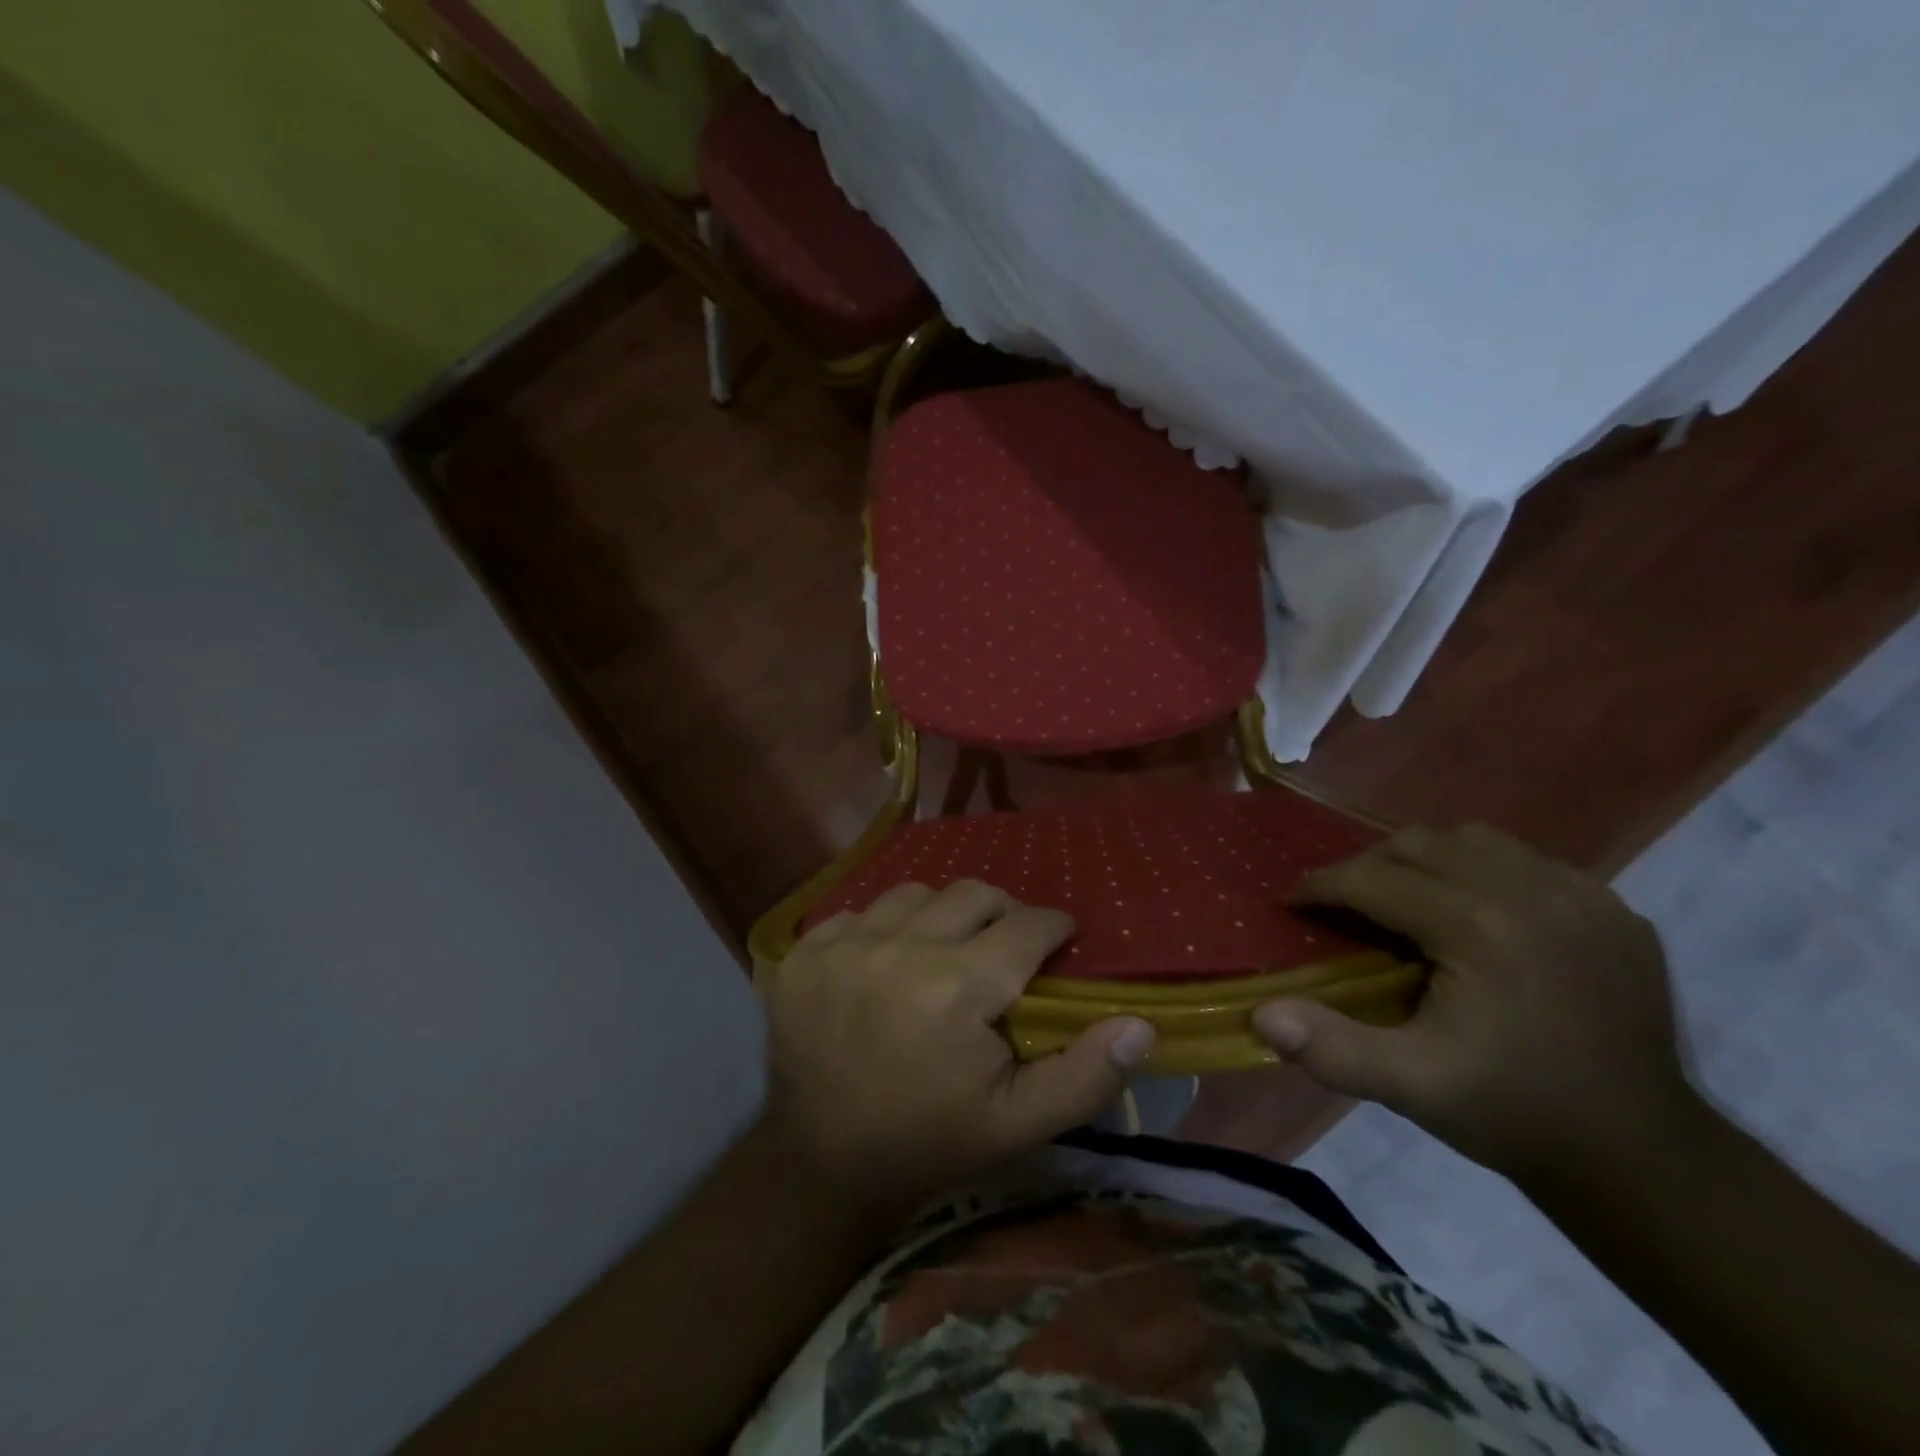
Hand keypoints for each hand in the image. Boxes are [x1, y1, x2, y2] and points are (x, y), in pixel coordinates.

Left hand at [760, 880, 1156, 1215]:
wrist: (822, 1161)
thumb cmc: (929, 1140)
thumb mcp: (1017, 1124)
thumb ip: (1084, 1074)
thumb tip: (1140, 1024)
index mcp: (958, 988)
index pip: (1027, 925)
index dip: (1053, 928)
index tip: (1059, 941)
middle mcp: (901, 948)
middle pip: (974, 893)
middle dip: (1003, 914)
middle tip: (1006, 948)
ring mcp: (846, 943)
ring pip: (917, 893)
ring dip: (943, 915)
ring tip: (946, 951)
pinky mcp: (807, 949)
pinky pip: (863, 910)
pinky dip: (886, 927)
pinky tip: (888, 962)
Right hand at [1254, 824, 1694, 1179]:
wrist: (1641, 1156)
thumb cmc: (1511, 1112)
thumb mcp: (1411, 1087)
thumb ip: (1331, 1047)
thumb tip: (1260, 1013)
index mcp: (1478, 927)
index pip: (1374, 880)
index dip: (1321, 886)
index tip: (1291, 901)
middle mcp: (1530, 892)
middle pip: (1419, 845)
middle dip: (1366, 866)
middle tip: (1343, 903)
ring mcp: (1581, 895)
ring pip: (1474, 840)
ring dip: (1426, 860)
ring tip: (1406, 899)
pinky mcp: (1613, 909)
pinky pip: (1528, 861)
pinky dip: (1486, 872)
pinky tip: (1477, 913)